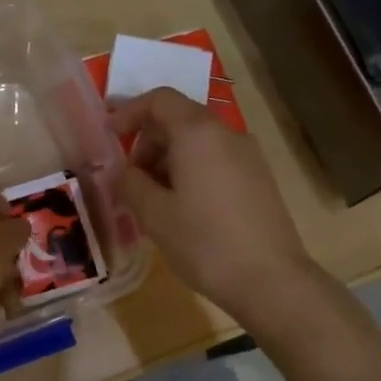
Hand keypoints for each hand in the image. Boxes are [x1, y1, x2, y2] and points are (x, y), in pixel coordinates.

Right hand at [111, 89, 319, 324]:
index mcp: (198, 133)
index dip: (129, 111)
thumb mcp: (154, 214)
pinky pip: (216, 159)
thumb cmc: (204, 242)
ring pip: (198, 141)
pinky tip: (183, 207)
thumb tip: (123, 170)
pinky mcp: (258, 178)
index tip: (109, 135)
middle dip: (148, 140)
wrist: (271, 280)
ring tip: (153, 198)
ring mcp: (248, 156)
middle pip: (179, 118)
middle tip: (129, 176)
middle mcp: (226, 134)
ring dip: (168, 158)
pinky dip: (191, 170)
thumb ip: (130, 183)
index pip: (159, 99)